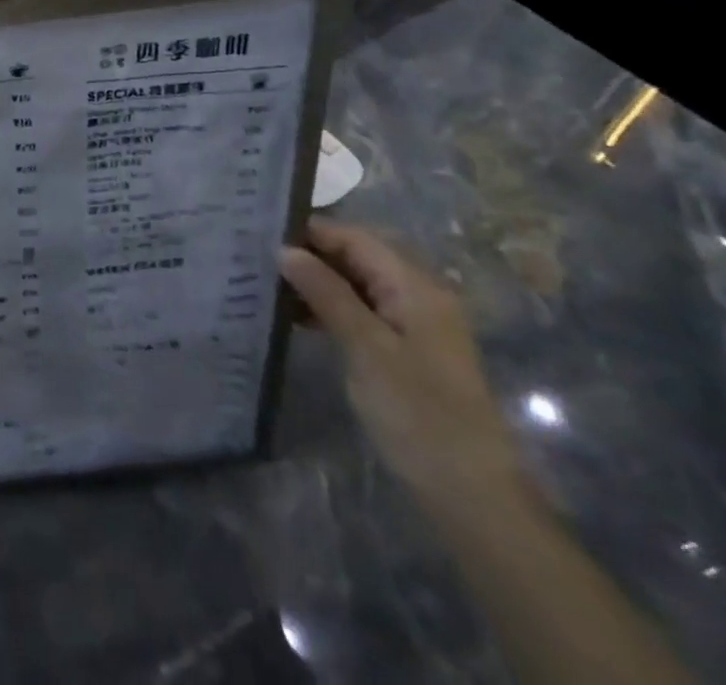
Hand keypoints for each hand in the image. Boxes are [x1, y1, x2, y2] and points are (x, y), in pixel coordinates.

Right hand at [279, 220, 522, 508]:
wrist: (469, 494)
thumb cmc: (418, 412)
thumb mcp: (365, 347)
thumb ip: (325, 292)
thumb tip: (284, 249)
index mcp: (414, 286)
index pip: (354, 238)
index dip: (310, 232)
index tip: (260, 234)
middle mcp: (416, 295)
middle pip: (356, 257)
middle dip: (309, 256)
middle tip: (256, 258)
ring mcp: (412, 324)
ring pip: (355, 285)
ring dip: (315, 283)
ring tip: (266, 285)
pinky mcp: (403, 351)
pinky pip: (360, 311)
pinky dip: (328, 309)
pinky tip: (294, 317)